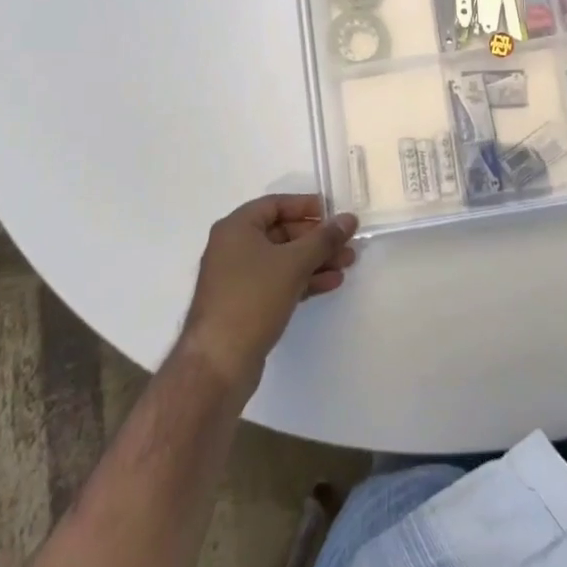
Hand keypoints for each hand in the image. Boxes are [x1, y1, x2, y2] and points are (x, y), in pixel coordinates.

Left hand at [177, 195, 356, 390]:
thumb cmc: (253, 298)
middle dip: (317, 238)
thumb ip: (324, 239)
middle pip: (282, 232)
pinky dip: (303, 279)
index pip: (275, 204)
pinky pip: (279, 281)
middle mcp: (234, 247)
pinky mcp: (246, 304)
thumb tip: (348, 219)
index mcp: (236, 228)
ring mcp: (239, 278)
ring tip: (347, 264)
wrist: (218, 362)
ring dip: (315, 260)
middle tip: (347, 243)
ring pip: (283, 259)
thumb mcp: (293, 263)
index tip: (334, 213)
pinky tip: (330, 283)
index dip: (306, 206)